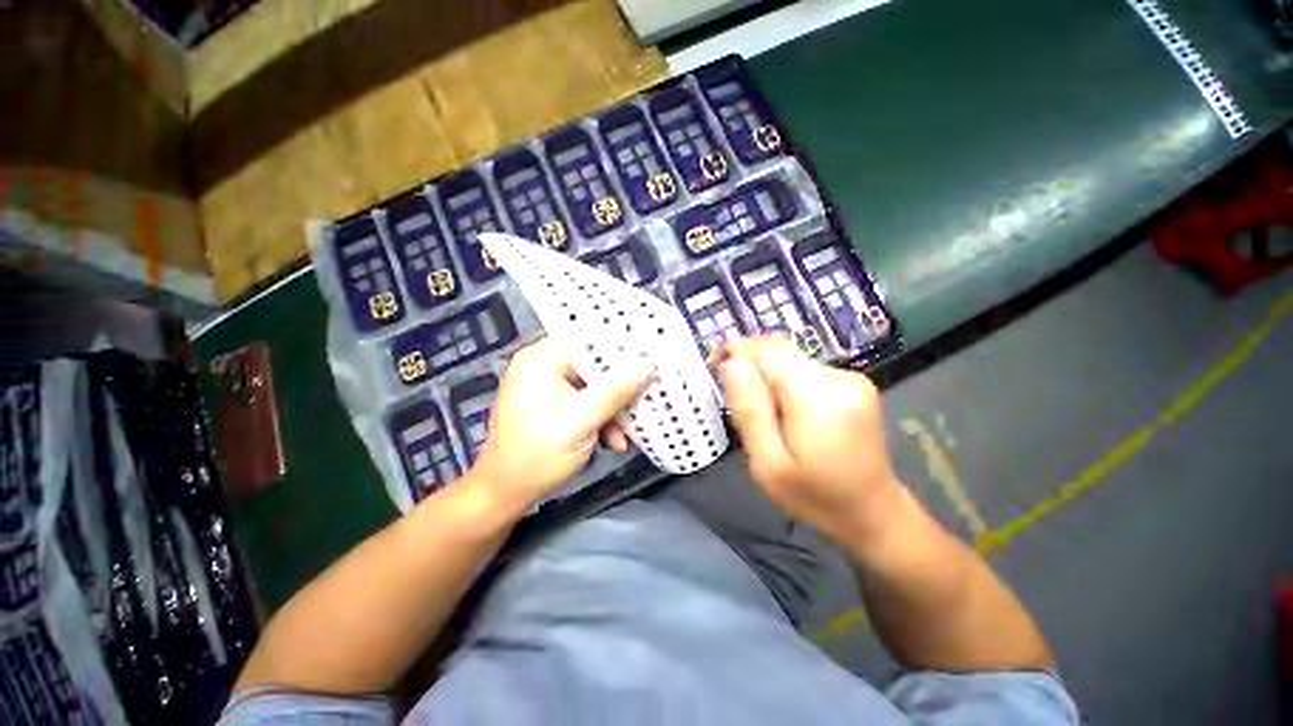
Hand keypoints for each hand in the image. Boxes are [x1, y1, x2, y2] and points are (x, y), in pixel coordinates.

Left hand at [468, 338, 652, 511]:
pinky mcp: (554, 402)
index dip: (621, 347)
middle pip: (594, 364)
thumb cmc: (535, 457)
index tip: (651, 357)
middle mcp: (543, 365)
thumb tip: (648, 364)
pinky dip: (601, 418)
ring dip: (613, 410)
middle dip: (620, 389)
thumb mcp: (580, 424)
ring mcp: (548, 384)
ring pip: (594, 385)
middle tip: (644, 401)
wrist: (503, 494)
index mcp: (540, 360)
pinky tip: (612, 440)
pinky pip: (586, 400)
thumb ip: (614, 393)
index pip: (588, 339)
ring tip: (625, 436)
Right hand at [716, 336, 902, 546]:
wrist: (872, 512)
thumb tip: (731, 364)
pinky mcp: (854, 383)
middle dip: (749, 361)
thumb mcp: (768, 465)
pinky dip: (784, 379)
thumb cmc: (813, 496)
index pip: (768, 352)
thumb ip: (749, 411)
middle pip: (780, 350)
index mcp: (818, 400)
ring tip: (757, 408)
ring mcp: (851, 379)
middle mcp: (838, 379)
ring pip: (791, 358)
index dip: (736, 350)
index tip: (712, 365)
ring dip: (766, 373)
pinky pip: (805, 369)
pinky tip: (782, 408)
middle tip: (730, 391)